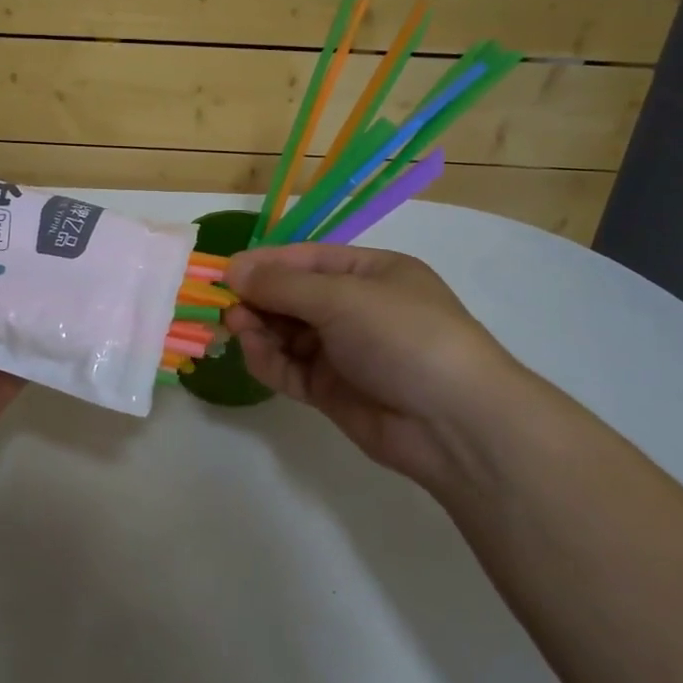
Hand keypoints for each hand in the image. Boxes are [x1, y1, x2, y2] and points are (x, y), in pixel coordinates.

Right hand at [224, 243, 523, 488]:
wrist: (455, 423)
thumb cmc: (404, 336)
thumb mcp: (342, 297)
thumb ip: (283, 284)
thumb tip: (233, 269)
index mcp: (371, 273)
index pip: (307, 259)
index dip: (266, 263)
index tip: (227, 271)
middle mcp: (357, 308)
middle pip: (293, 296)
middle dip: (259, 298)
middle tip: (227, 306)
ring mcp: (345, 352)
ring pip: (288, 333)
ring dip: (260, 329)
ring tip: (238, 328)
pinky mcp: (333, 391)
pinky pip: (291, 368)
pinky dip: (269, 361)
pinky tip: (254, 354)